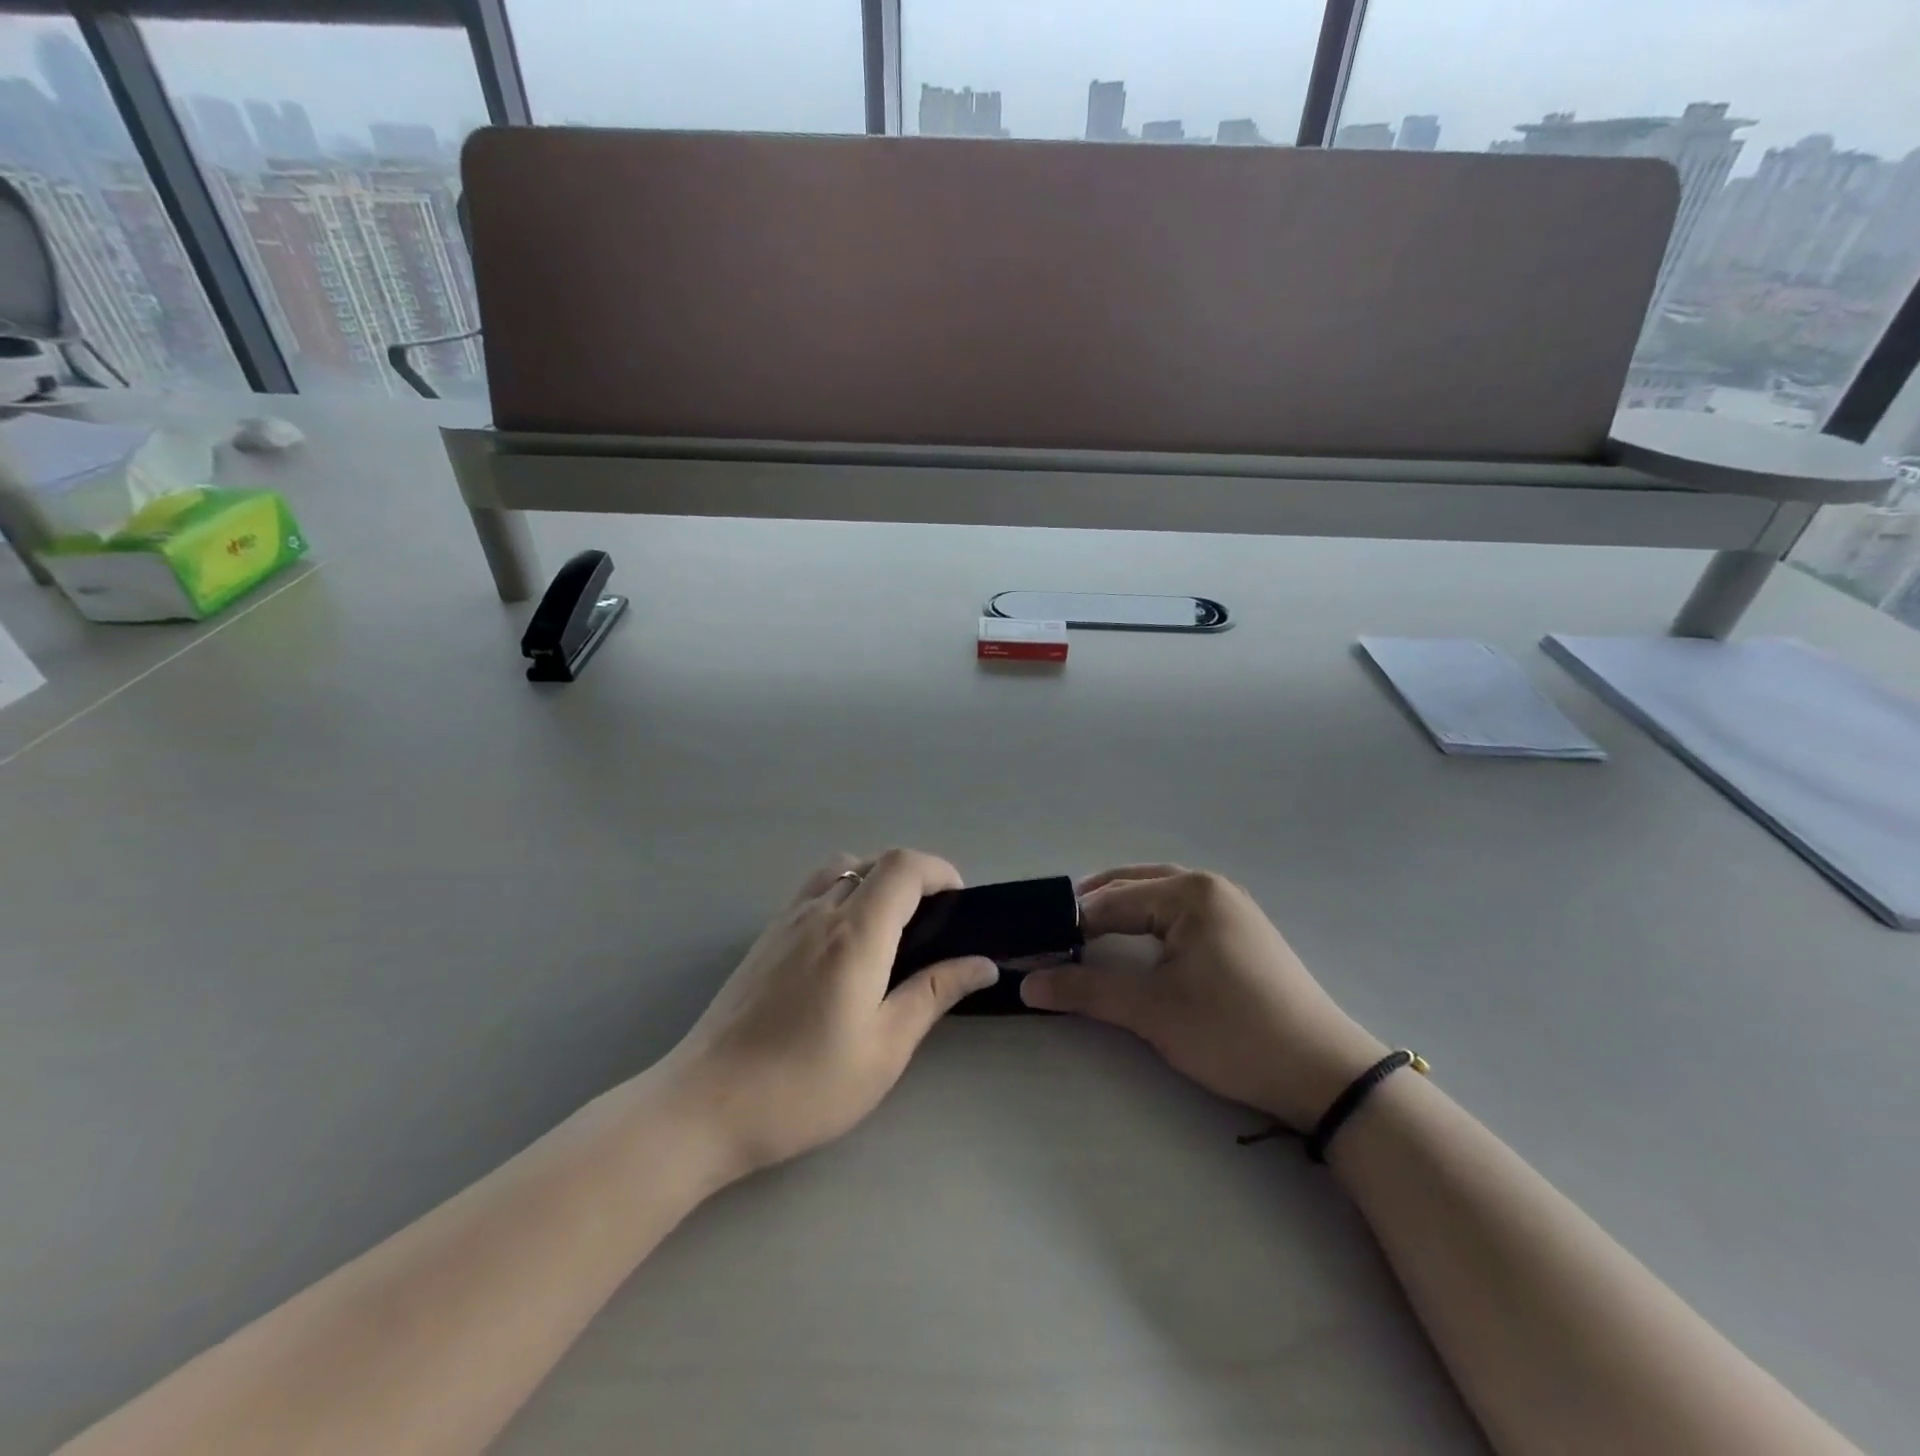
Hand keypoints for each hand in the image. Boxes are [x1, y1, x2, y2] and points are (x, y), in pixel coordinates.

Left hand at [662, 849, 998, 1180]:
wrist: (703, 1107)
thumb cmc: (804, 1086)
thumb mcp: (884, 1049)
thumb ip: (933, 994)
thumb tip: (982, 964)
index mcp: (855, 934)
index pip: (902, 866)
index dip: (939, 870)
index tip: (959, 905)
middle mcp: (819, 912)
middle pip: (873, 861)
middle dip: (913, 878)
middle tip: (931, 927)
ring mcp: (785, 922)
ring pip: (840, 870)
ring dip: (874, 881)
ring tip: (890, 933)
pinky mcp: (764, 939)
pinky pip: (813, 891)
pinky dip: (843, 895)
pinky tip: (844, 950)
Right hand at [1020, 865, 1385, 1128]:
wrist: (1323, 1074)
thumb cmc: (1233, 1031)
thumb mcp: (1153, 1011)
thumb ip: (1087, 990)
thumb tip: (1026, 984)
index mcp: (1189, 892)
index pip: (1111, 901)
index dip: (1069, 925)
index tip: (1034, 948)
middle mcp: (1210, 887)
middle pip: (1133, 886)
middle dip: (1092, 906)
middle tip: (1053, 935)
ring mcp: (1230, 907)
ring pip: (1158, 896)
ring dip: (1120, 909)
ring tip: (1084, 933)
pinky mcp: (1240, 932)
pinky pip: (1180, 913)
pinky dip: (1148, 922)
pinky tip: (1134, 942)